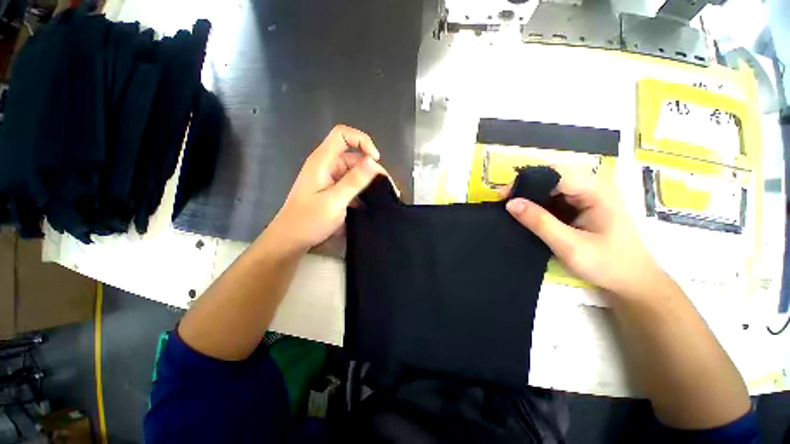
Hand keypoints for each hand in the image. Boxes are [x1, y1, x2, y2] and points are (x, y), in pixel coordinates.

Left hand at [265, 125, 390, 253]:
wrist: (292, 240)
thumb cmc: (309, 220)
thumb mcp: (334, 201)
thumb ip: (354, 181)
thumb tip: (373, 161)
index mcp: (323, 161)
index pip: (342, 135)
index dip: (361, 140)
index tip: (375, 159)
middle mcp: (328, 166)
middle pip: (355, 156)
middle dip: (373, 168)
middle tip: (389, 188)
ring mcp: (332, 180)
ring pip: (357, 173)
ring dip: (372, 182)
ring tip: (388, 197)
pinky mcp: (335, 192)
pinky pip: (354, 186)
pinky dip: (366, 192)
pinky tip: (377, 203)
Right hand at [504, 165, 666, 298]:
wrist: (633, 283)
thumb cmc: (608, 265)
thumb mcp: (569, 246)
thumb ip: (539, 222)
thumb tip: (510, 203)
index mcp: (597, 191)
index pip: (555, 174)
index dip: (526, 182)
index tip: (503, 197)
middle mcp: (594, 187)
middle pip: (553, 176)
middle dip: (527, 188)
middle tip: (506, 204)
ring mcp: (590, 196)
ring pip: (553, 187)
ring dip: (532, 197)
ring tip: (513, 210)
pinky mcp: (585, 206)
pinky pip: (557, 198)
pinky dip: (540, 204)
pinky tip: (529, 215)